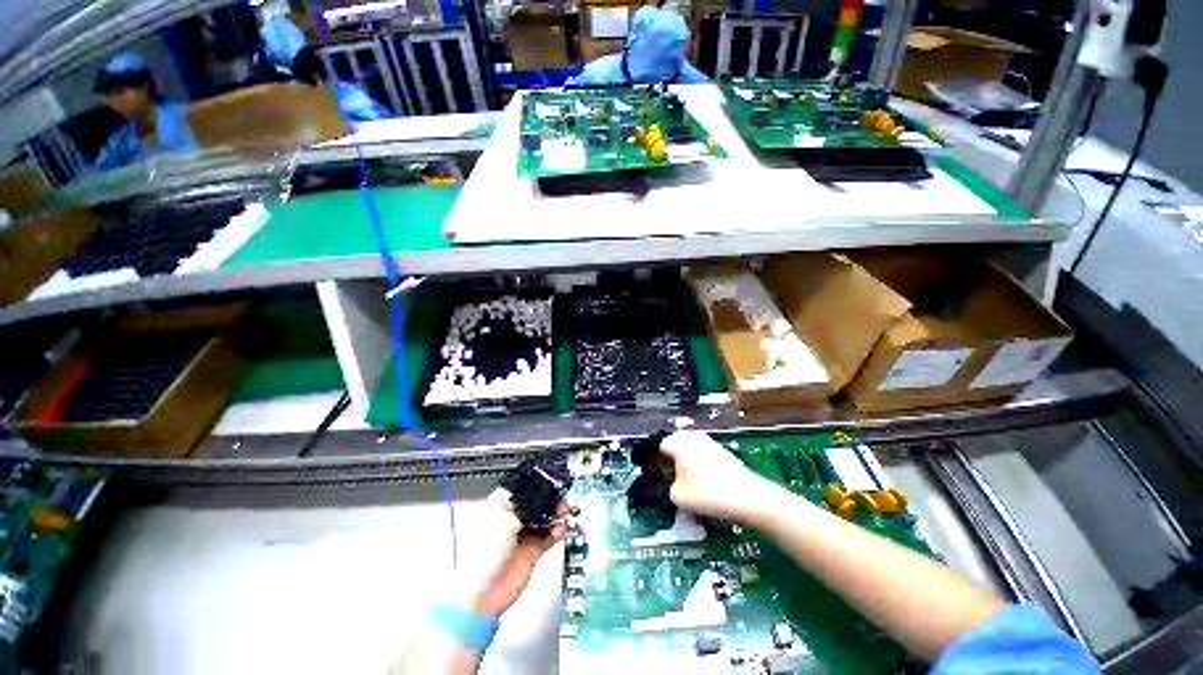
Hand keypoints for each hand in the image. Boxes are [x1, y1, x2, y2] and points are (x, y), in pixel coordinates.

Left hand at [456, 488, 565, 616]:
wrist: (484, 595)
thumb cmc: (484, 555)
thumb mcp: (505, 522)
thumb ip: (527, 507)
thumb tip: (542, 497)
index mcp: (500, 507)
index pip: (522, 489)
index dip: (537, 484)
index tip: (551, 480)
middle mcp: (513, 518)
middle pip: (537, 502)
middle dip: (550, 498)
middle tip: (561, 498)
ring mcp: (524, 534)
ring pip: (545, 517)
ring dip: (556, 513)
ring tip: (563, 512)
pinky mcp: (533, 549)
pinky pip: (550, 535)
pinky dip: (557, 531)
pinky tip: (560, 530)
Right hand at [659, 431, 776, 523]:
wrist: (749, 497)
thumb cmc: (709, 494)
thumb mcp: (679, 497)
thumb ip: (669, 487)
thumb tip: (673, 483)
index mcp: (680, 443)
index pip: (662, 445)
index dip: (659, 460)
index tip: (662, 474)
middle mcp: (694, 438)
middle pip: (677, 442)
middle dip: (674, 456)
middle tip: (674, 475)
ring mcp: (711, 442)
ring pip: (692, 447)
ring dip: (688, 458)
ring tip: (691, 480)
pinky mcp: (724, 451)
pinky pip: (705, 453)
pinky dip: (702, 462)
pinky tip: (707, 480)